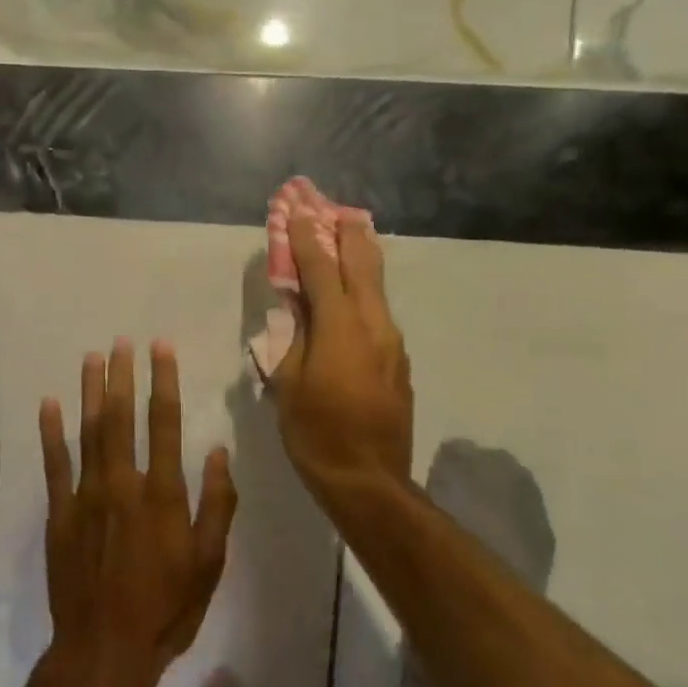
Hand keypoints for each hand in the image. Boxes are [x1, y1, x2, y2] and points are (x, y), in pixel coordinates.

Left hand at [39, 340, 237, 686]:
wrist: (104, 652)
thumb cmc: (165, 610)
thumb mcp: (208, 564)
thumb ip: (216, 504)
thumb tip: (216, 451)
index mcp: (163, 495)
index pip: (165, 423)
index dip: (163, 381)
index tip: (161, 348)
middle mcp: (123, 484)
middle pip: (122, 418)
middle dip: (123, 375)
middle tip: (122, 340)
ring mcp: (86, 497)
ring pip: (89, 432)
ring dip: (91, 392)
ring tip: (92, 357)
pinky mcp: (59, 514)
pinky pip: (54, 464)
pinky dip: (51, 432)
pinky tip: (49, 403)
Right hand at [270, 210, 414, 499]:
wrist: (369, 480)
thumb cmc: (316, 433)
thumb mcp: (288, 383)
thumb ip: (292, 337)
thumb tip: (295, 307)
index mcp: (340, 328)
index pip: (321, 269)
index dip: (306, 238)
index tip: (296, 210)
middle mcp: (373, 324)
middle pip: (362, 264)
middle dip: (347, 232)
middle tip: (336, 206)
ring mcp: (392, 341)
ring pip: (377, 285)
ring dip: (362, 256)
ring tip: (351, 232)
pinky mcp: (399, 359)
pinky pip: (380, 311)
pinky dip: (366, 288)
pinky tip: (356, 289)